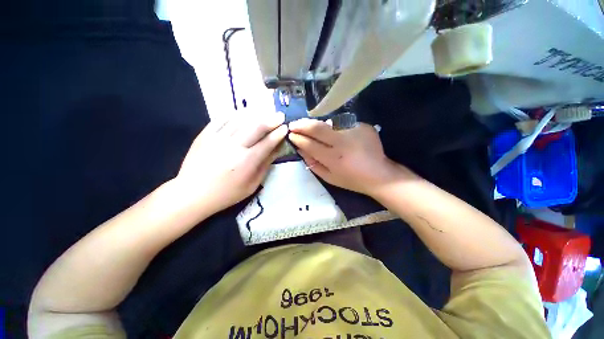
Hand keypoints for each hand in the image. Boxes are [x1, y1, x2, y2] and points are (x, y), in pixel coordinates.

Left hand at [175, 111, 287, 215]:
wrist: (193, 193)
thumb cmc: (227, 193)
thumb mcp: (252, 184)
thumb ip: (265, 165)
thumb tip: (277, 149)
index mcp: (247, 161)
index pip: (268, 142)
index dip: (278, 133)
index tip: (285, 128)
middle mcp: (234, 146)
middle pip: (256, 127)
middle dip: (271, 120)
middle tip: (279, 115)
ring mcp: (218, 138)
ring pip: (240, 119)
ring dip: (255, 114)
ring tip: (263, 112)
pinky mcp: (205, 135)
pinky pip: (221, 119)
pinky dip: (234, 114)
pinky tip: (241, 113)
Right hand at [289, 119, 407, 195]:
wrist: (379, 174)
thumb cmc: (352, 180)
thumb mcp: (329, 178)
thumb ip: (313, 164)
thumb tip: (300, 150)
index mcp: (334, 159)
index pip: (310, 144)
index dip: (298, 138)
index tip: (291, 134)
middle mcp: (343, 143)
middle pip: (317, 128)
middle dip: (302, 125)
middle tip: (293, 124)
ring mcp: (354, 132)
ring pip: (328, 123)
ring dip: (316, 125)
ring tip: (309, 127)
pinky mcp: (363, 126)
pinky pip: (342, 124)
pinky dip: (334, 128)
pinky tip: (335, 134)